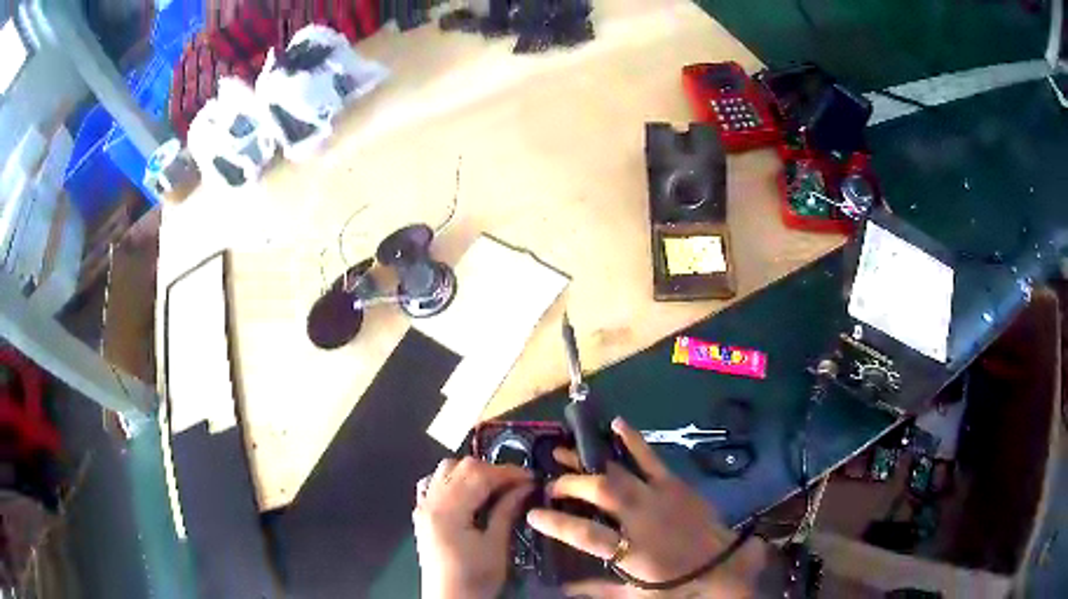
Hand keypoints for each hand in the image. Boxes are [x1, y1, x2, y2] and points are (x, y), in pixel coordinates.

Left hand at [413, 457, 533, 598]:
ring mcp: (423, 506)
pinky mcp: (421, 514)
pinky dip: (451, 480)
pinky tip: (466, 493)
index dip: (507, 472)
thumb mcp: (496, 546)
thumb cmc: (475, 577)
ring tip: (494, 487)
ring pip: (444, 470)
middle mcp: (431, 502)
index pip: (478, 475)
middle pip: (460, 467)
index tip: (531, 477)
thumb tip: (524, 486)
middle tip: (517, 483)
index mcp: (448, 511)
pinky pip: (432, 483)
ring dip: (471, 472)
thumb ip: (506, 511)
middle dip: (492, 470)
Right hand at [526, 418, 767, 596]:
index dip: (556, 522)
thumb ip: (597, 590)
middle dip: (569, 485)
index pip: (584, 533)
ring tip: (563, 451)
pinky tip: (615, 423)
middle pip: (599, 492)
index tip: (533, 514)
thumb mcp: (635, 594)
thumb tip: (562, 589)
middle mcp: (640, 518)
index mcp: (629, 550)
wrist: (721, 565)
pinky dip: (632, 439)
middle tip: (551, 486)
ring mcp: (658, 496)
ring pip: (618, 472)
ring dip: (588, 461)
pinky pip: (650, 457)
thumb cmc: (676, 582)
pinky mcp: (674, 484)